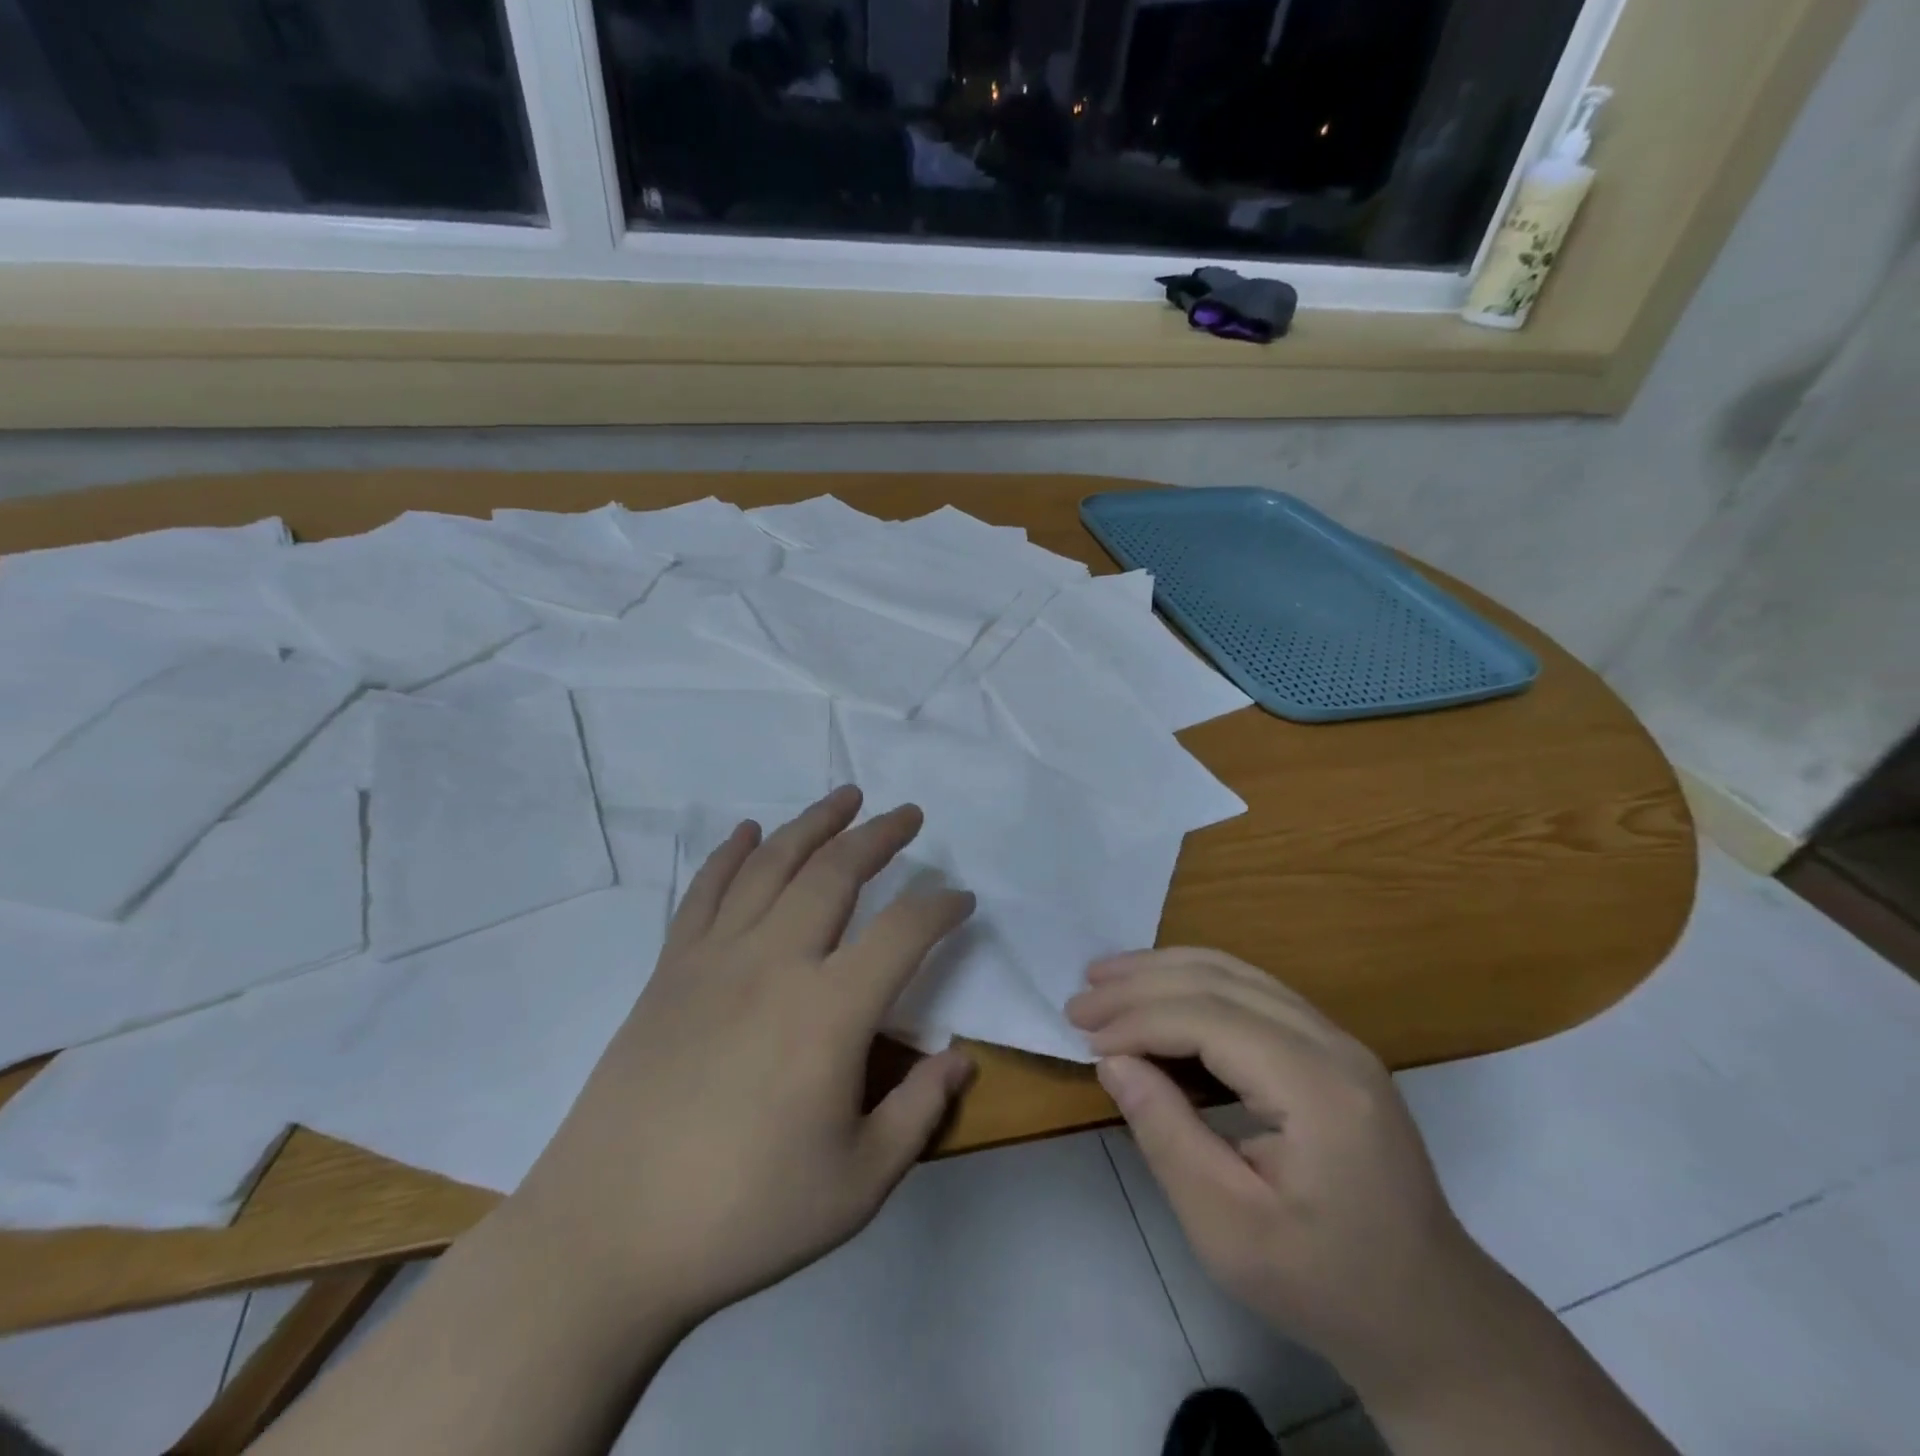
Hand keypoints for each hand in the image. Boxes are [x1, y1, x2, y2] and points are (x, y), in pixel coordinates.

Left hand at [513, 785, 975, 1329]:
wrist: (608, 1237)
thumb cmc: (744, 1216)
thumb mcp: (858, 1184)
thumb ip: (919, 1112)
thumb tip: (961, 1057)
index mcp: (830, 1012)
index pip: (903, 932)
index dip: (941, 907)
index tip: (962, 899)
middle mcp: (775, 963)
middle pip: (836, 873)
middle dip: (879, 836)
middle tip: (907, 814)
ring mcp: (715, 959)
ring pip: (772, 865)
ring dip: (812, 823)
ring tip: (844, 796)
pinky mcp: (670, 970)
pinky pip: (705, 892)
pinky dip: (730, 853)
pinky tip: (748, 831)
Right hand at [1066, 948, 1493, 1391]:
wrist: (1427, 1315)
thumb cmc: (1323, 1283)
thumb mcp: (1228, 1230)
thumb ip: (1166, 1135)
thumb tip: (1112, 1061)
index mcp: (1318, 1089)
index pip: (1209, 1019)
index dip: (1139, 1020)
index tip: (1084, 1037)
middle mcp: (1333, 1043)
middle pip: (1221, 980)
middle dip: (1141, 983)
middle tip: (1080, 998)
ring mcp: (1337, 1040)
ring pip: (1236, 972)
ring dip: (1164, 970)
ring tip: (1106, 978)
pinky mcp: (1330, 1048)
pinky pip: (1252, 991)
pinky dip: (1194, 985)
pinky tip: (1159, 995)